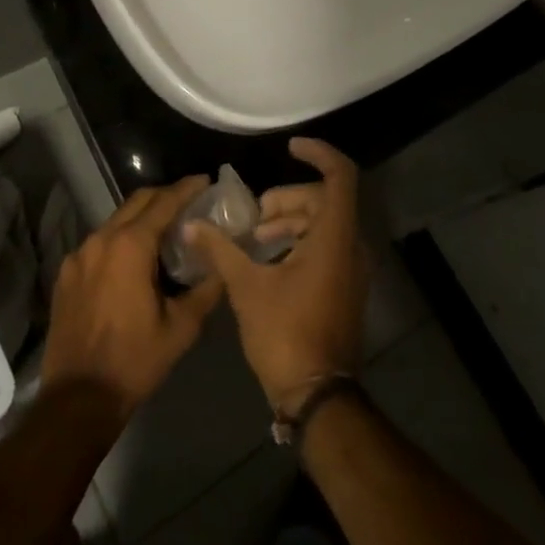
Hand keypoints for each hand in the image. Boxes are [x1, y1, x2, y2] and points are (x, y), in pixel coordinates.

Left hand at [42, 176, 222, 418]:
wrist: (77, 400)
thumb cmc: (134, 361)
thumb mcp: (181, 327)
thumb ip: (206, 288)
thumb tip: (221, 263)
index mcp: (131, 246)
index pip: (164, 201)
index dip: (187, 188)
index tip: (206, 181)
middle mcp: (102, 239)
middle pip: (138, 201)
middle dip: (165, 195)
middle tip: (189, 201)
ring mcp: (79, 255)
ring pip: (117, 220)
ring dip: (142, 217)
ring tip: (165, 230)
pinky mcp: (67, 273)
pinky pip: (99, 242)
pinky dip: (120, 239)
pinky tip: (133, 260)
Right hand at [186, 138, 367, 410]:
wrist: (318, 396)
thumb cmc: (285, 334)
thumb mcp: (247, 287)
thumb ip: (221, 249)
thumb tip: (192, 224)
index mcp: (335, 237)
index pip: (340, 175)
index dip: (318, 153)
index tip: (289, 147)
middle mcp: (351, 246)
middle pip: (325, 198)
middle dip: (288, 198)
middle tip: (255, 215)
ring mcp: (352, 268)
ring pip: (325, 222)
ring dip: (291, 221)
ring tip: (256, 238)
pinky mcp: (346, 286)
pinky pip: (327, 244)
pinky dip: (300, 240)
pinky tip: (270, 259)